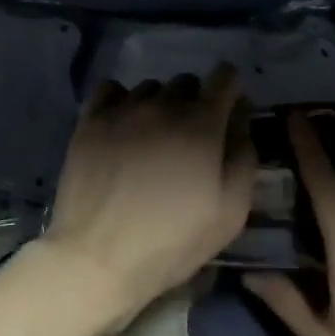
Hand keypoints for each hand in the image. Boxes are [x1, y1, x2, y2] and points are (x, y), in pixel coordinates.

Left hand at [45, 64, 256, 325]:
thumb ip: (244, 157)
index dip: (231, 91)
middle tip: (189, 140)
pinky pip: (111, 90)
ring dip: (159, 105)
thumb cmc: (172, 241)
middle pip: (187, 82)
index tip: (227, 115)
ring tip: (152, 139)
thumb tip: (240, 121)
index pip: (226, 76)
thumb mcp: (231, 212)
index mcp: (202, 123)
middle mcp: (163, 104)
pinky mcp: (90, 121)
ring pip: (150, 88)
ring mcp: (123, 109)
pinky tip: (122, 127)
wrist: (98, 259)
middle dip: (195, 103)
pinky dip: (122, 101)